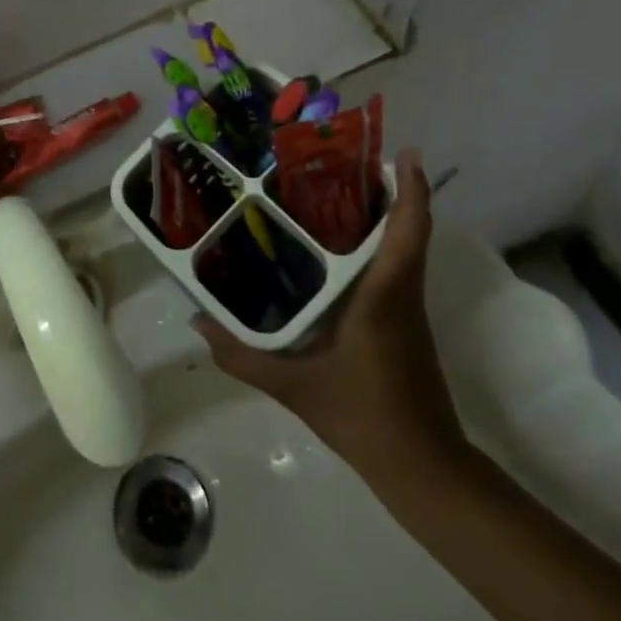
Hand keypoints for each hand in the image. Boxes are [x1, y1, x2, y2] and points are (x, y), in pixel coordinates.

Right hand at [194, 150, 467, 483]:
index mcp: (383, 296)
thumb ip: (242, 355)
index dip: (410, 189)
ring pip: (401, 246)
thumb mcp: (294, 387)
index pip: (408, 232)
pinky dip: (374, 242)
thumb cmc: (364, 416)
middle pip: (405, 227)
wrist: (423, 469)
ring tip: (330, 188)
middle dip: (384, 188)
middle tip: (340, 158)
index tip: (402, 152)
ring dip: (381, 213)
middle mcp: (400, 292)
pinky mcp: (403, 322)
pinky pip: (393, 267)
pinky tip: (333, 246)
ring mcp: (406, 308)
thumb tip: (197, 320)